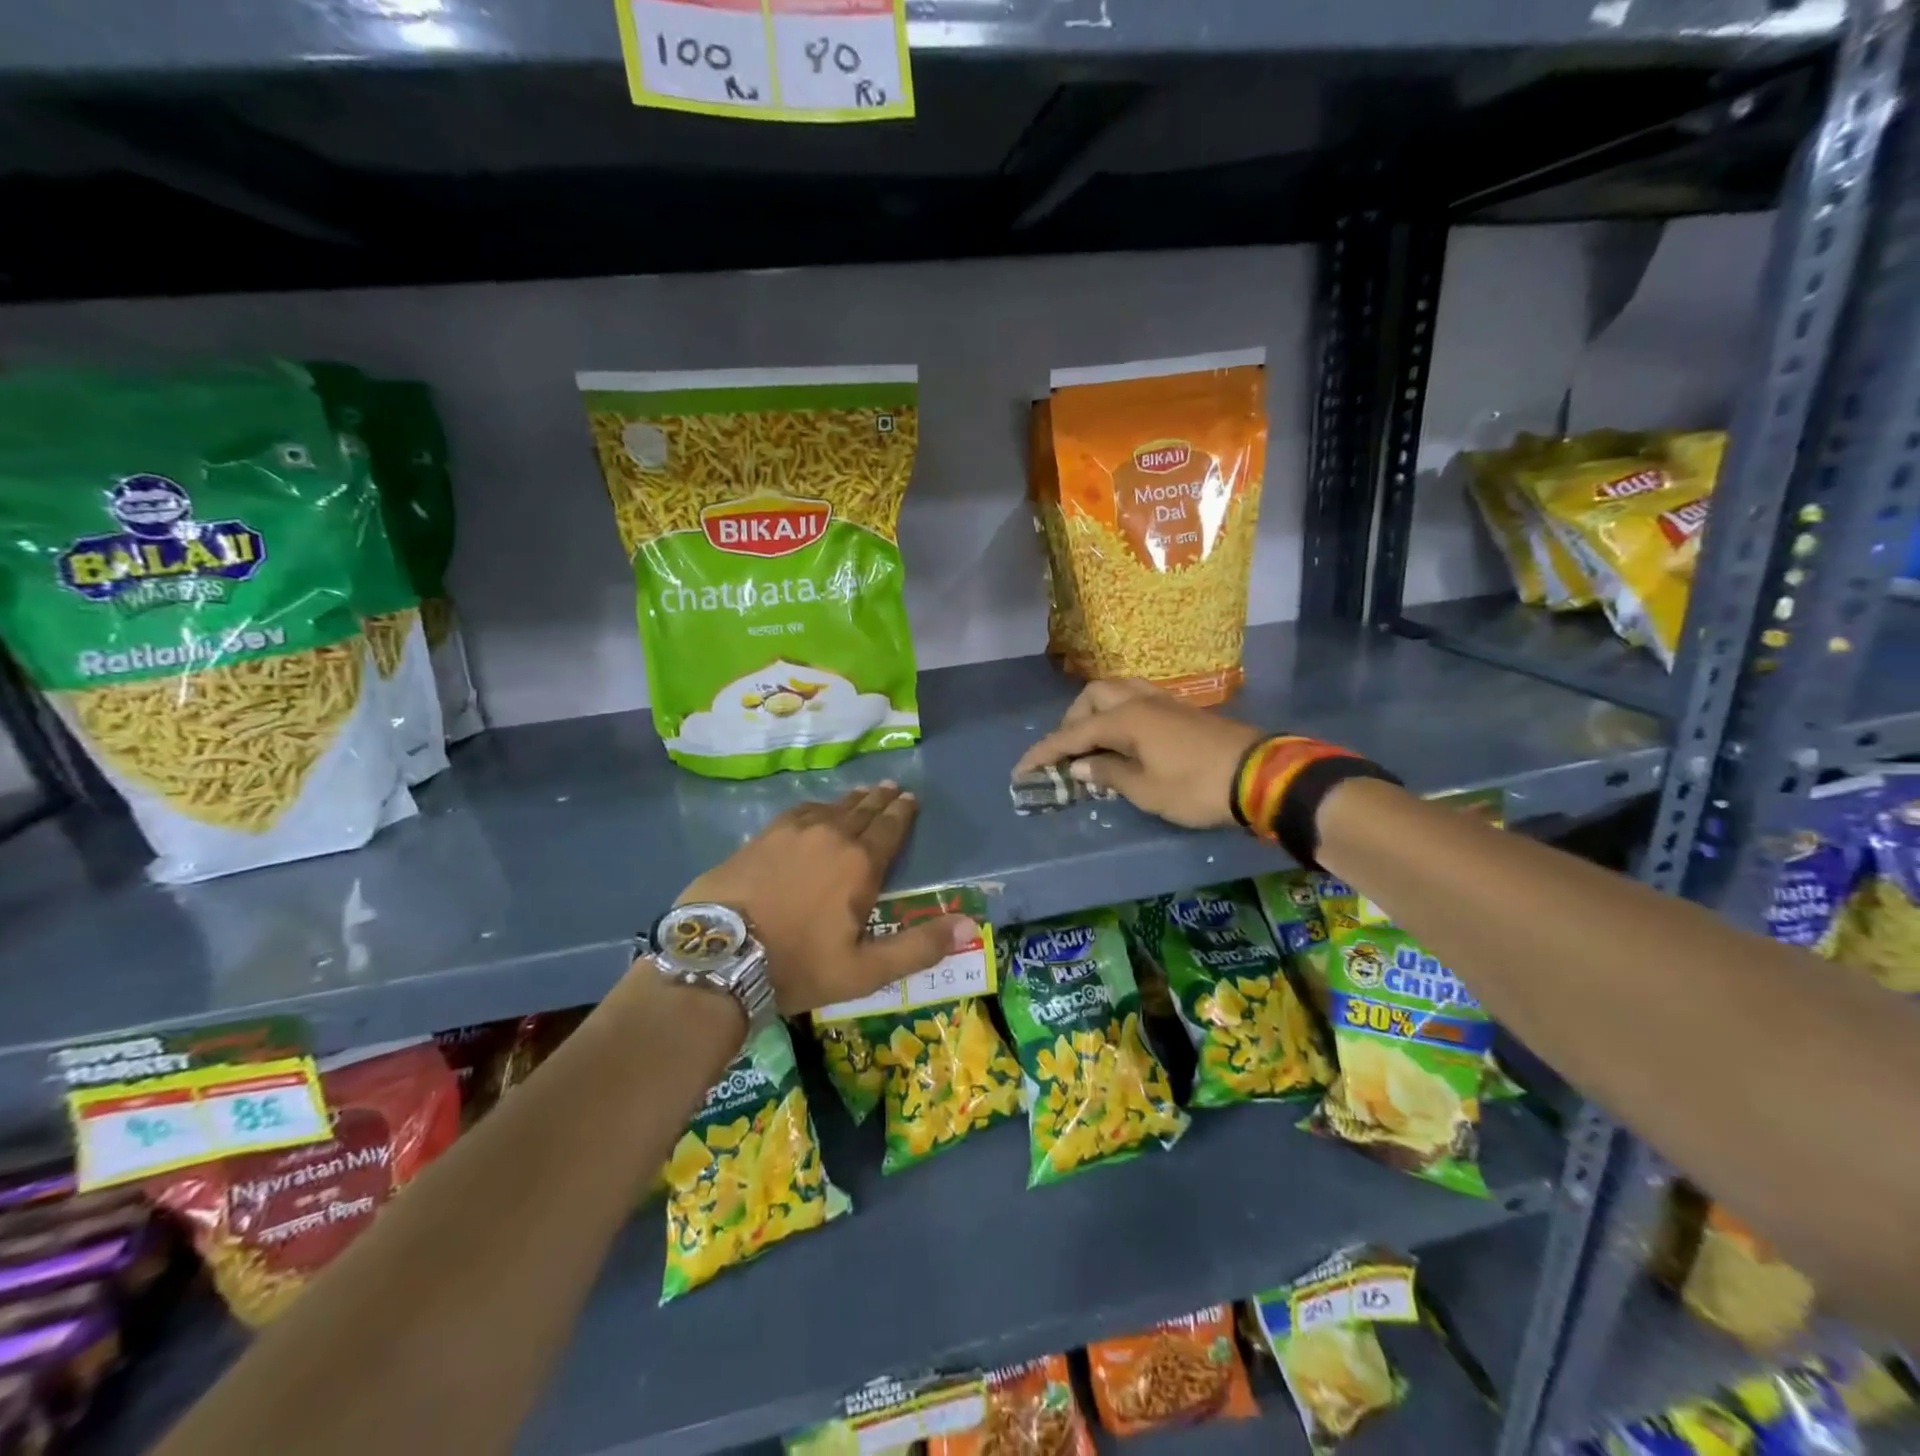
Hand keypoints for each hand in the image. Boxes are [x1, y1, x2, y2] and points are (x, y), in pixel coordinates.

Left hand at [675, 783, 974, 1016]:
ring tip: (862, 793)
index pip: (889, 829)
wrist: (719, 957)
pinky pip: (798, 813)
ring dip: (851, 800)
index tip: (910, 799)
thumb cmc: (798, 966)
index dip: (902, 813)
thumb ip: (919, 947)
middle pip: (862, 811)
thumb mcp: (865, 970)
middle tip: (892, 787)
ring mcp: (791, 833)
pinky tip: (814, 809)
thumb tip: (969, 925)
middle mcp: (830, 836)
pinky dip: (815, 807)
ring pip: (830, 808)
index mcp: (860, 864)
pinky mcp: (760, 838)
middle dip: (880, 800)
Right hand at [1012, 679, 1263, 828]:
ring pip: (1118, 691)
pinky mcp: (1182, 709)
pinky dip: (1120, 713)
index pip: (1072, 733)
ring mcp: (1164, 701)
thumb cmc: (1196, 787)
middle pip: (1093, 697)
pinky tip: (1125, 737)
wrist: (1260, 775)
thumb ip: (1109, 774)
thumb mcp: (1146, 790)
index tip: (1021, 770)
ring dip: (1097, 711)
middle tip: (1068, 753)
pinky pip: (1138, 699)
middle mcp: (1140, 701)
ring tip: (1094, 740)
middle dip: (1073, 721)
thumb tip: (1081, 767)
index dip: (1045, 753)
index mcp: (1125, 719)